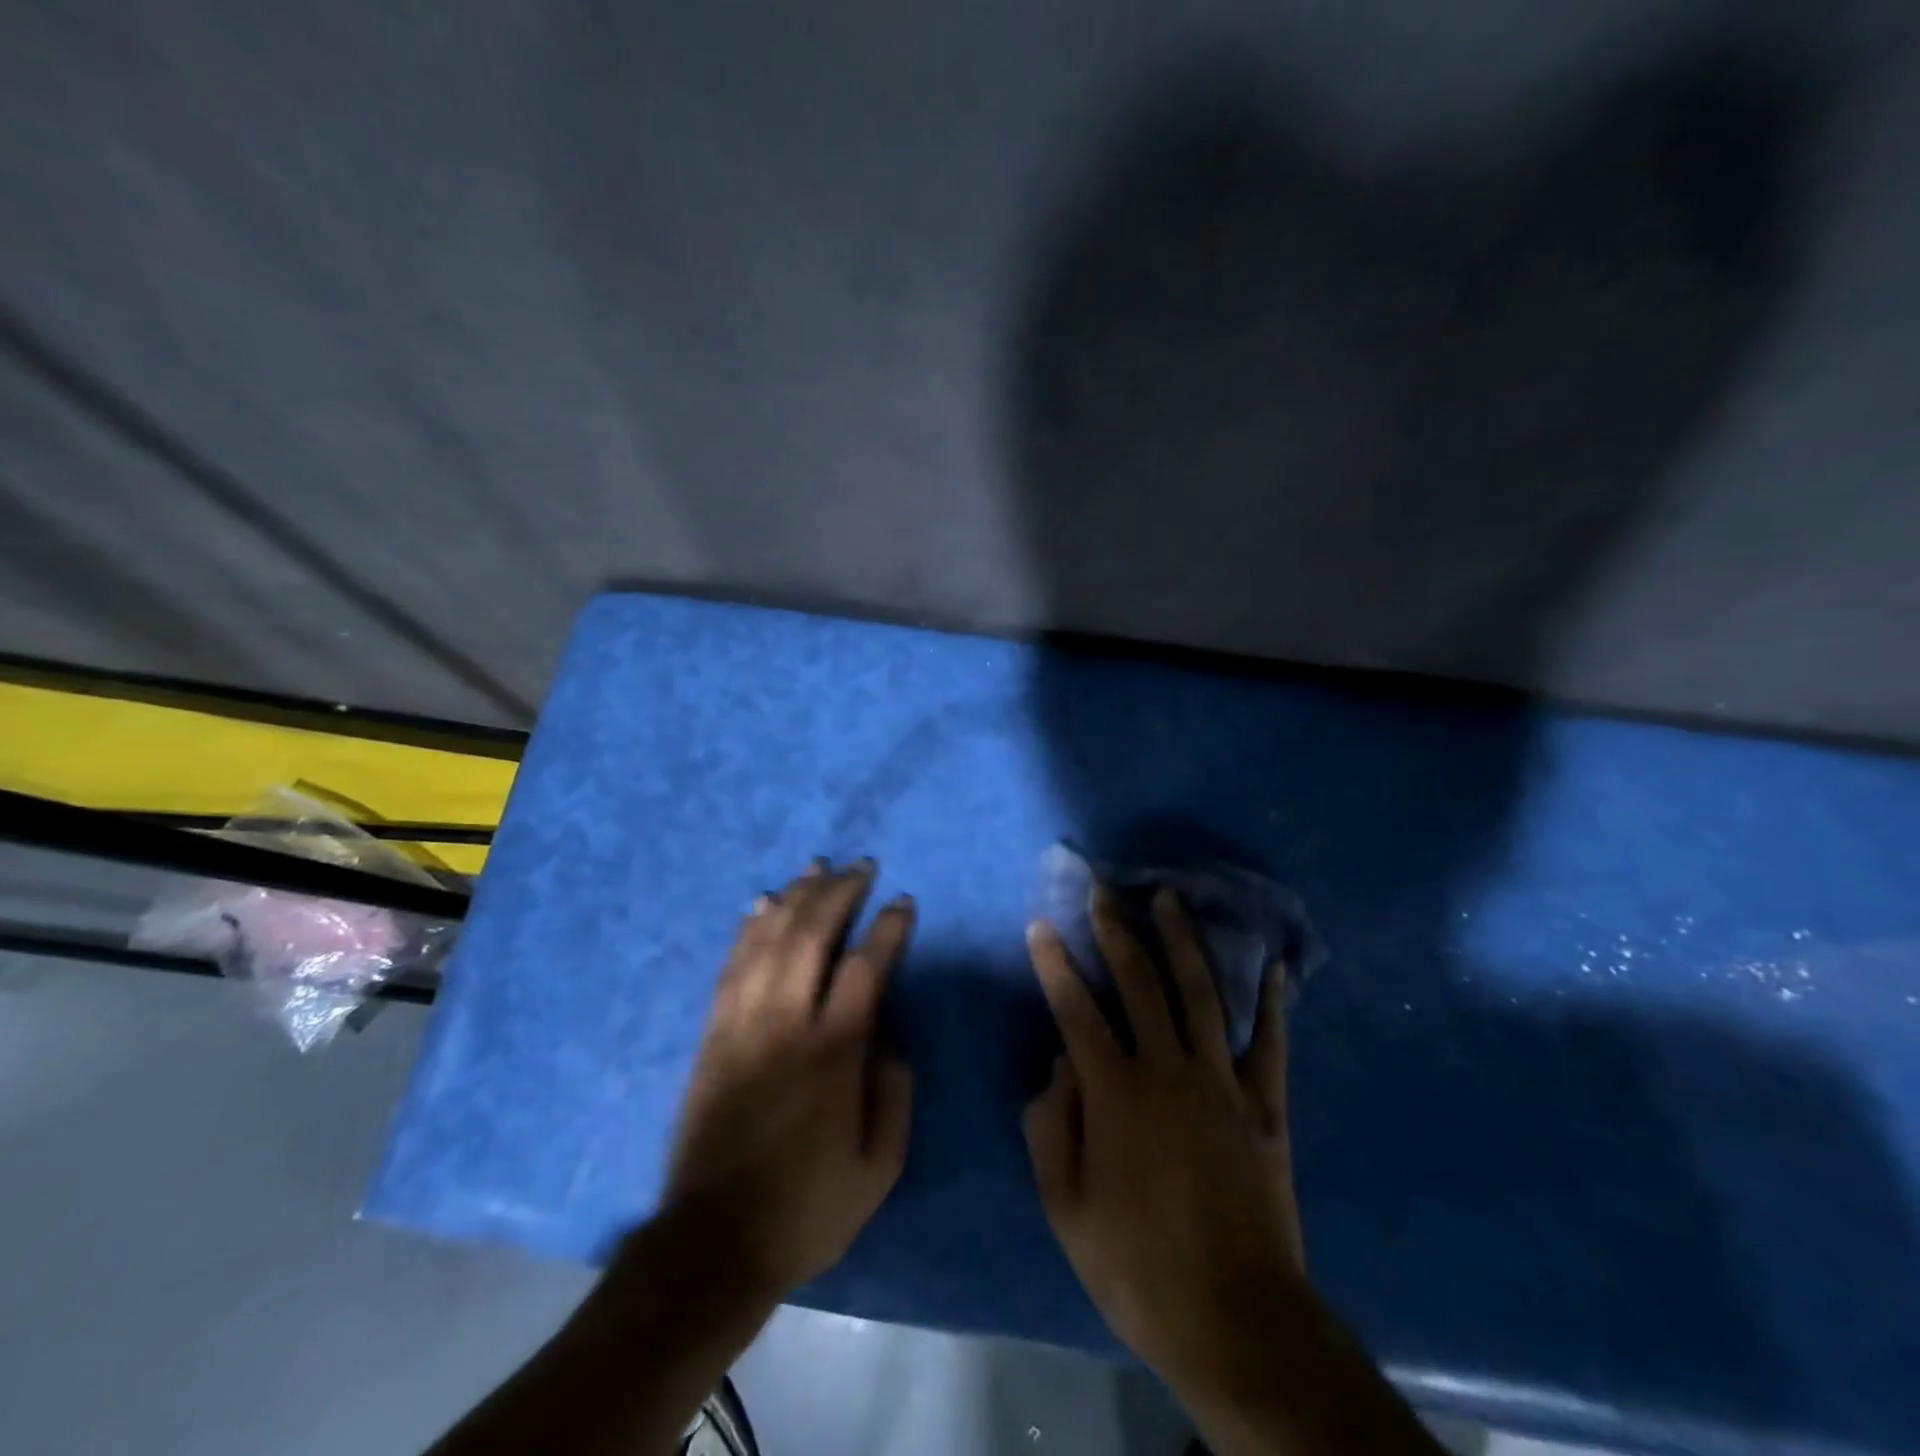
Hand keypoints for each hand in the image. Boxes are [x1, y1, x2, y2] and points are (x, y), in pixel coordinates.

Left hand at [662, 859, 913, 1296]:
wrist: (712, 1243)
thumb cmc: (807, 1207)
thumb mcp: (879, 1168)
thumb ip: (894, 1095)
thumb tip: (890, 1039)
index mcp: (833, 1054)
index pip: (865, 968)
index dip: (887, 928)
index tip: (902, 902)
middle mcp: (785, 1025)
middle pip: (811, 937)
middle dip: (838, 893)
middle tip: (860, 866)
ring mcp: (742, 1025)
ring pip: (768, 941)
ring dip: (794, 897)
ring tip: (815, 866)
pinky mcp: (712, 1035)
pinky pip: (731, 967)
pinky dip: (748, 929)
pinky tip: (761, 903)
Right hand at [1023, 885, 1304, 1394]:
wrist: (1235, 1318)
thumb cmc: (1136, 1264)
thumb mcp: (1065, 1206)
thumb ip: (1051, 1124)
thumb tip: (1059, 1062)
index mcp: (1115, 1092)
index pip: (1076, 1009)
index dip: (1055, 963)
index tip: (1041, 924)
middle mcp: (1167, 1069)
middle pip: (1139, 983)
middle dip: (1116, 931)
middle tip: (1104, 890)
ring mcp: (1222, 1082)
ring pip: (1199, 993)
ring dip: (1181, 941)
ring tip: (1168, 898)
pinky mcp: (1265, 1105)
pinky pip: (1270, 1042)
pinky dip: (1272, 1002)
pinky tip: (1273, 965)